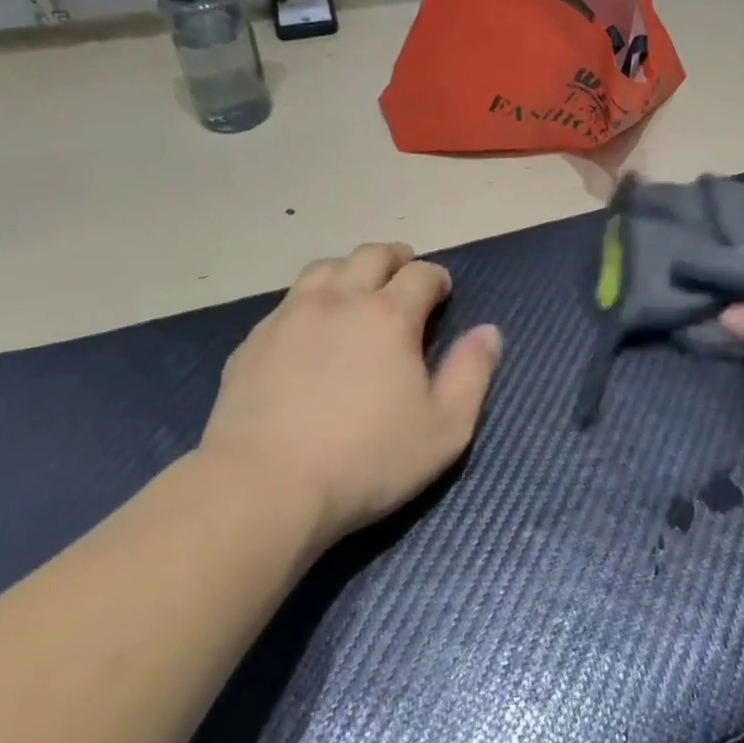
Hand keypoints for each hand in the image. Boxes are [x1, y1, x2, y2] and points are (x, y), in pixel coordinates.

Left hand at [201, 243, 502, 541]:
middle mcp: (339, 300)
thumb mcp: (444, 429)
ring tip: (357, 289)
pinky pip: (288, 302)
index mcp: (389, 315)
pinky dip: (310, 301)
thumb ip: (472, 373)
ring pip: (324, 268)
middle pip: (370, 255)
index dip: (437, 277)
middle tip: (404, 273)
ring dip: (349, 270)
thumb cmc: (366, 460)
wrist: (263, 487)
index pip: (421, 273)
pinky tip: (310, 329)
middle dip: (395, 258)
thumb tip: (489, 331)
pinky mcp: (254, 341)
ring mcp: (290, 317)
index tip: (442, 293)